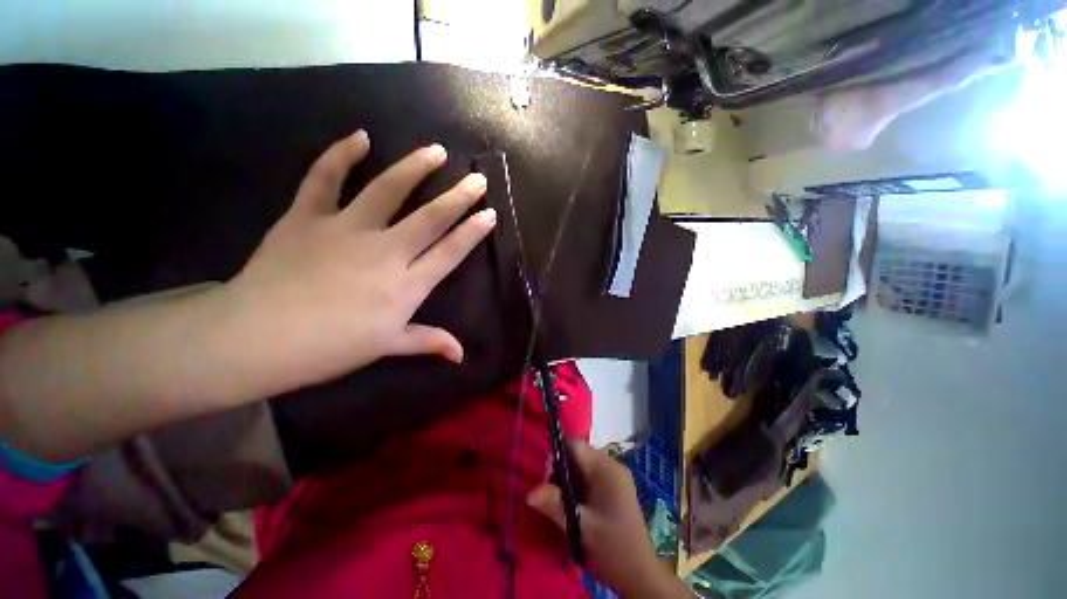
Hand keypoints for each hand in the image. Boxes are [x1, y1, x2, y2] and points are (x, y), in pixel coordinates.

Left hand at [224, 130, 495, 394]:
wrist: (256, 338)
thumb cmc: (330, 348)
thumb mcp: (387, 347)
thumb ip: (428, 342)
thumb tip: (461, 355)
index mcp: (406, 285)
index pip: (450, 252)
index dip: (473, 232)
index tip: (489, 213)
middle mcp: (385, 251)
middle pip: (430, 218)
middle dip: (459, 197)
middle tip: (477, 178)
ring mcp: (347, 229)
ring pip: (388, 190)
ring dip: (415, 168)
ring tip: (435, 150)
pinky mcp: (308, 216)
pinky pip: (325, 178)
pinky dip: (340, 155)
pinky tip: (360, 137)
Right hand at [527, 440, 690, 598]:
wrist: (640, 577)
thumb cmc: (612, 550)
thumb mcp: (579, 527)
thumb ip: (554, 505)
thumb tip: (529, 492)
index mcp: (606, 469)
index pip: (575, 446)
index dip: (556, 455)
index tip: (544, 477)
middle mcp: (612, 466)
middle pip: (578, 455)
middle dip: (560, 470)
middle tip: (549, 494)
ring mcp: (614, 477)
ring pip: (582, 466)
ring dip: (567, 480)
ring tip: (558, 502)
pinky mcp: (614, 489)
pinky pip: (589, 477)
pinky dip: (576, 487)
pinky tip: (571, 506)